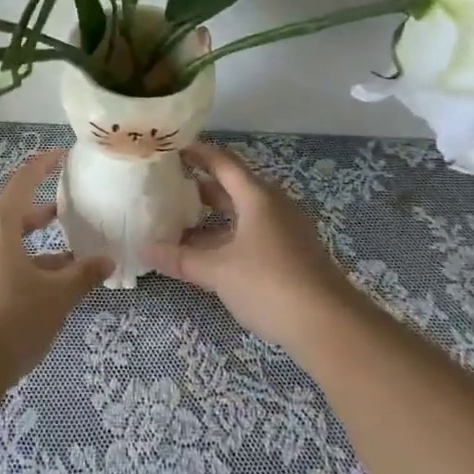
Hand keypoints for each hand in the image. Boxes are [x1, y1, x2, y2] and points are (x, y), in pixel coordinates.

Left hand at [0, 148, 113, 383]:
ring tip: (70, 256)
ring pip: (8, 243)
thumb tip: (109, 261)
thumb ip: (83, 275)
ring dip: (37, 246)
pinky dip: (24, 266)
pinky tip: (48, 287)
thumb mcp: (56, 296)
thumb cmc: (11, 319)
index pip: (24, 181)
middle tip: (68, 209)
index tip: (64, 155)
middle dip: (43, 213)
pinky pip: (0, 264)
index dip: (44, 165)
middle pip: (14, 213)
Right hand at [142, 140, 354, 350]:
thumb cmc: (270, 284)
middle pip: (233, 185)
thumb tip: (143, 248)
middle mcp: (273, 205)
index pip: (222, 161)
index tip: (171, 147)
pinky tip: (208, 252)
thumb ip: (181, 258)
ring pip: (242, 212)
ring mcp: (285, 230)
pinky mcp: (292, 253)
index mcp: (257, 196)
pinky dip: (228, 234)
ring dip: (213, 215)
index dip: (197, 152)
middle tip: (167, 185)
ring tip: (179, 220)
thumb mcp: (218, 271)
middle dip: (200, 185)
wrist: (330, 326)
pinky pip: (253, 232)